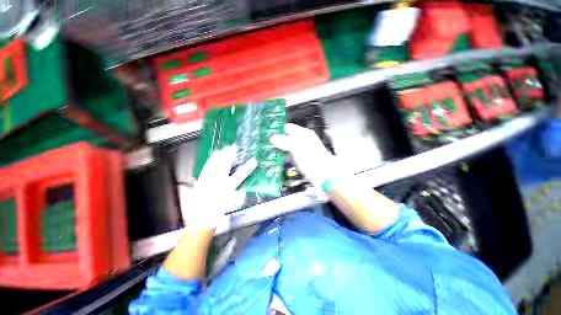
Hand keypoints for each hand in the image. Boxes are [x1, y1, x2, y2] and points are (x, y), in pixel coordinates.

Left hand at [180, 146, 256, 228]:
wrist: (201, 218)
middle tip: (235, 148)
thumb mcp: (232, 204)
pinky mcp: (202, 180)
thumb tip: (244, 189)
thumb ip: (240, 195)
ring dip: (221, 155)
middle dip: (230, 155)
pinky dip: (212, 159)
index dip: (248, 167)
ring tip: (225, 148)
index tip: (254, 161)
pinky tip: (215, 155)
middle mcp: (218, 182)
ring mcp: (209, 180)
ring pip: (215, 164)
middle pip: (225, 165)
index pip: (240, 175)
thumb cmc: (218, 212)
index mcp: (227, 188)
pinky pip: (208, 166)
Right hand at [270, 123, 334, 187]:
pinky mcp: (300, 158)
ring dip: (278, 147)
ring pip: (287, 145)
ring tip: (268, 149)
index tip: (267, 132)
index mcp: (304, 134)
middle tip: (265, 142)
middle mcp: (303, 140)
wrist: (324, 175)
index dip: (277, 128)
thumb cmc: (313, 160)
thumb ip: (284, 141)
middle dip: (276, 138)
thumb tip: (272, 137)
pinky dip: (282, 154)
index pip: (288, 127)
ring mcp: (302, 149)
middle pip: (287, 136)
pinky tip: (276, 156)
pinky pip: (289, 153)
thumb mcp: (297, 148)